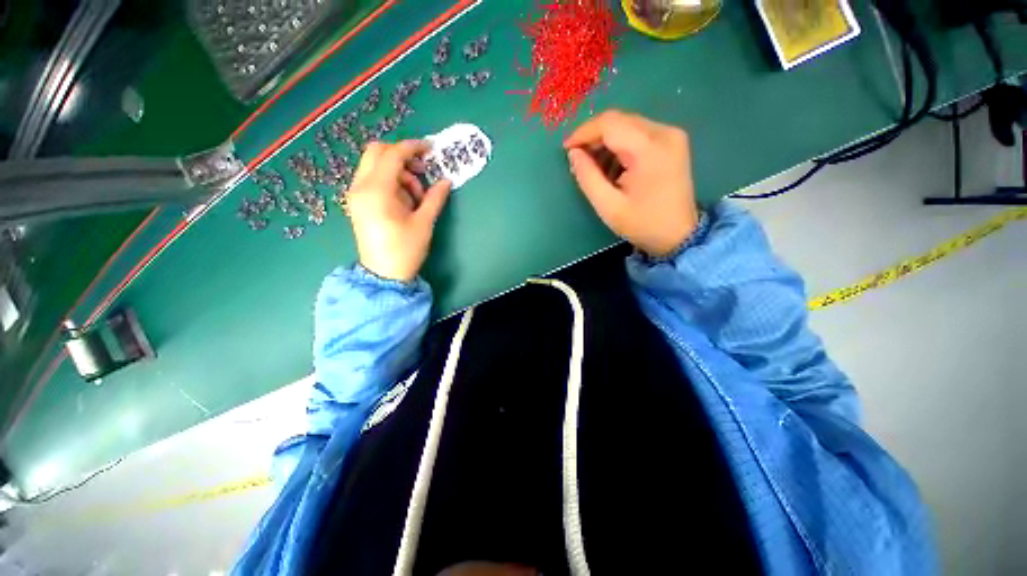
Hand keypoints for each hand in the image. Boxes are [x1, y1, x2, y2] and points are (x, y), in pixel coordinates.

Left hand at [346, 140, 451, 281]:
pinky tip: (404, 199)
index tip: (430, 149)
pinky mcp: (358, 202)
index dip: (412, 148)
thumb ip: (435, 198)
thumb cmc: (405, 250)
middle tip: (421, 171)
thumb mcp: (424, 223)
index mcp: (376, 191)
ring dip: (398, 171)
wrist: (383, 274)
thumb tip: (446, 181)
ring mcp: (356, 194)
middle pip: (377, 152)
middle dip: (401, 156)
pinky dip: (390, 181)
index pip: (392, 155)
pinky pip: (373, 179)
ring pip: (375, 165)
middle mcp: (360, 187)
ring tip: (416, 195)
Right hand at [564, 110, 698, 257]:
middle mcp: (664, 133)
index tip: (567, 148)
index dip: (584, 132)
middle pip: (619, 120)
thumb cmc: (642, 224)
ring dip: (606, 142)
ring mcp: (672, 135)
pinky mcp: (673, 141)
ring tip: (595, 166)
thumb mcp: (608, 206)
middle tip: (578, 158)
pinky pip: (639, 133)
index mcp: (649, 149)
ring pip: (628, 125)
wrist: (679, 235)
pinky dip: (620, 145)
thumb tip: (574, 153)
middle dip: (594, 137)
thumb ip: (587, 177)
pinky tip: (613, 166)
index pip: (610, 124)